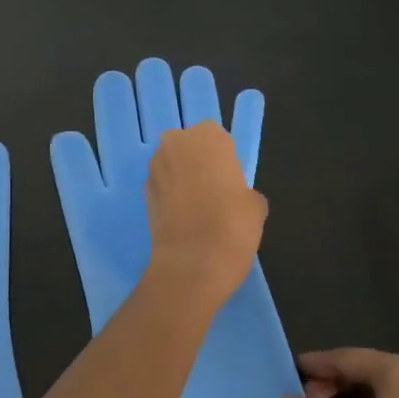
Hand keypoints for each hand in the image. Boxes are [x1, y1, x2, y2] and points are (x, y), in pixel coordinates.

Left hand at [143, 120, 266, 305]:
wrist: (192, 261)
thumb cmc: (232, 225)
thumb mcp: (255, 205)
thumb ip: (244, 190)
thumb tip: (237, 197)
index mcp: (208, 137)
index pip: (215, 136)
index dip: (222, 157)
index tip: (229, 179)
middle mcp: (176, 144)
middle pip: (188, 145)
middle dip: (197, 161)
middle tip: (213, 190)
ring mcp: (155, 167)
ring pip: (171, 163)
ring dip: (181, 176)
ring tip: (197, 206)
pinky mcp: (143, 191)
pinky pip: (161, 184)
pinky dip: (169, 194)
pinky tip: (182, 217)